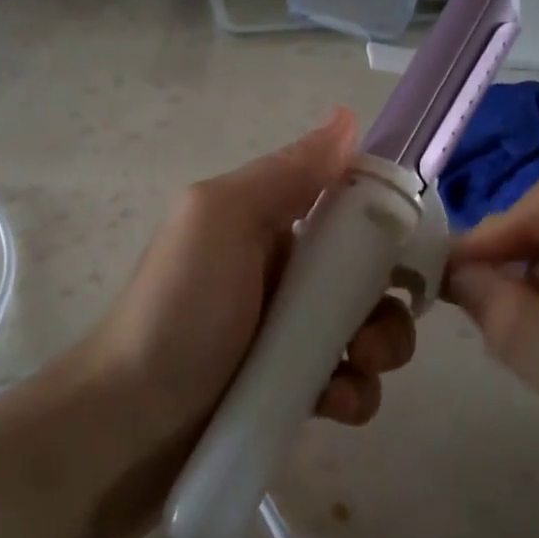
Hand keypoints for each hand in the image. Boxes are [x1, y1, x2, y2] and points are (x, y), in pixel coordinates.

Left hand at [81, 108, 417, 446]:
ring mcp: (288, 335)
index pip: (348, 211)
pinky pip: (347, 382)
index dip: (385, 229)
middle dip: (386, 305)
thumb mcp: (221, 219)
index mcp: (267, 225)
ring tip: (353, 373)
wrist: (129, 421)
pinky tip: (332, 405)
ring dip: (378, 351)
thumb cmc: (179, 307)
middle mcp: (283, 274)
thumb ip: (287, 172)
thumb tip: (348, 117)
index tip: (408, 255)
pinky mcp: (291, 389)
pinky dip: (352, 393)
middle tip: (370, 337)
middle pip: (367, 278)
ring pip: (366, 331)